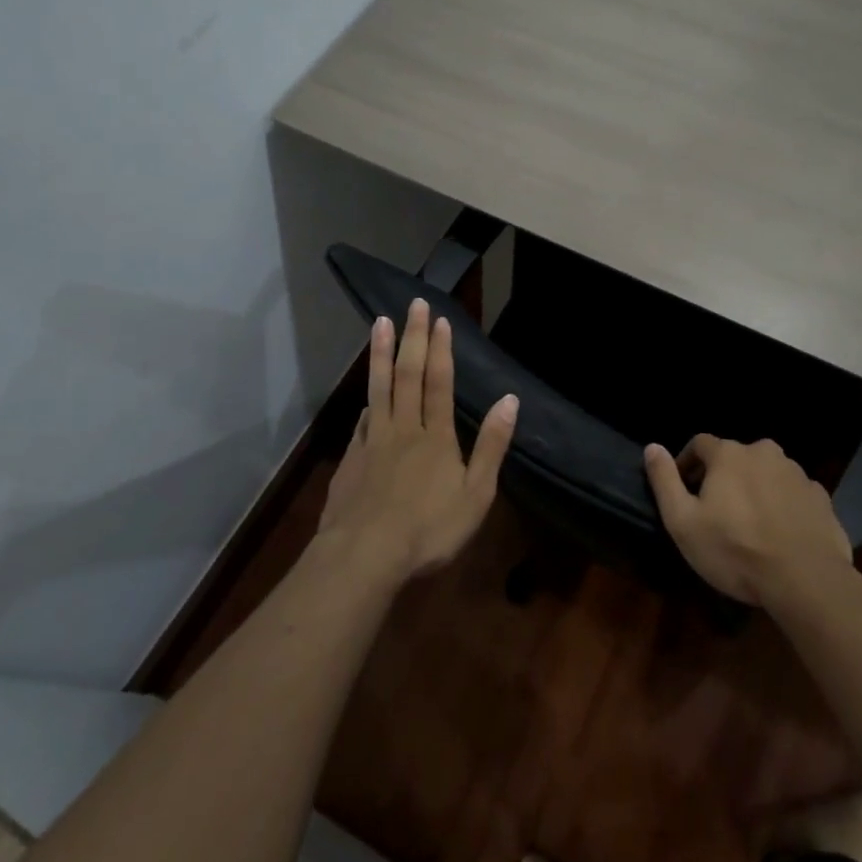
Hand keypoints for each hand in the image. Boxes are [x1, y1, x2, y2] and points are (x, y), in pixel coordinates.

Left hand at [317, 298, 517, 585]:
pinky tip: (367, 395)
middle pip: (408, 375)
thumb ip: (491, 445)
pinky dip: (367, 401)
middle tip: (412, 304)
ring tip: (380, 324)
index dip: (441, 349)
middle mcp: (404, 429)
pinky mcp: (351, 460)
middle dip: (413, 337)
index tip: (439, 319)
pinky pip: (361, 421)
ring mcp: (373, 442)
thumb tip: (510, 400)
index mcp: (436, 437)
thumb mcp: (476, 494)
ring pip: (379, 388)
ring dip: (380, 354)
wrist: (364, 556)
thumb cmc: (429, 530)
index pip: (440, 383)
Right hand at [644, 435, 851, 606]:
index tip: (683, 490)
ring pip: (766, 473)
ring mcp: (797, 473)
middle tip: (716, 511)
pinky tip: (780, 533)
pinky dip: (782, 505)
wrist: (805, 579)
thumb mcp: (683, 521)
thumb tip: (652, 447)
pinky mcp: (821, 497)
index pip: (699, 444)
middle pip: (735, 457)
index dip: (687, 464)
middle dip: (722, 477)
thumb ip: (664, 480)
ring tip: (750, 525)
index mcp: (729, 454)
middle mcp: (764, 452)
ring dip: (754, 489)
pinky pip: (792, 493)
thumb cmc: (735, 550)